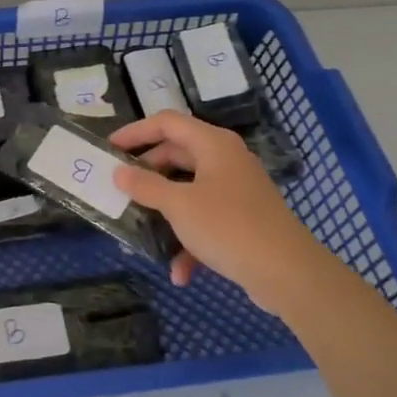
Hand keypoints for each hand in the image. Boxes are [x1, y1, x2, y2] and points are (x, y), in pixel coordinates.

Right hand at [109, 111, 330, 316]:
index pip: (166, 123)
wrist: (288, 272)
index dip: (135, 132)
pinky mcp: (242, 219)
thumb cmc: (228, 226)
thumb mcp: (178, 204)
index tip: (108, 148)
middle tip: (120, 186)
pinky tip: (179, 271)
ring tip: (141, 227)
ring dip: (165, 210)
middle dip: (147, 173)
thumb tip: (119, 172)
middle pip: (177, 154)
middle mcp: (225, 160)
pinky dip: (190, 239)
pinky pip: (206, 219)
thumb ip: (145, 185)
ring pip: (189, 190)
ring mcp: (236, 190)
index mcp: (212, 144)